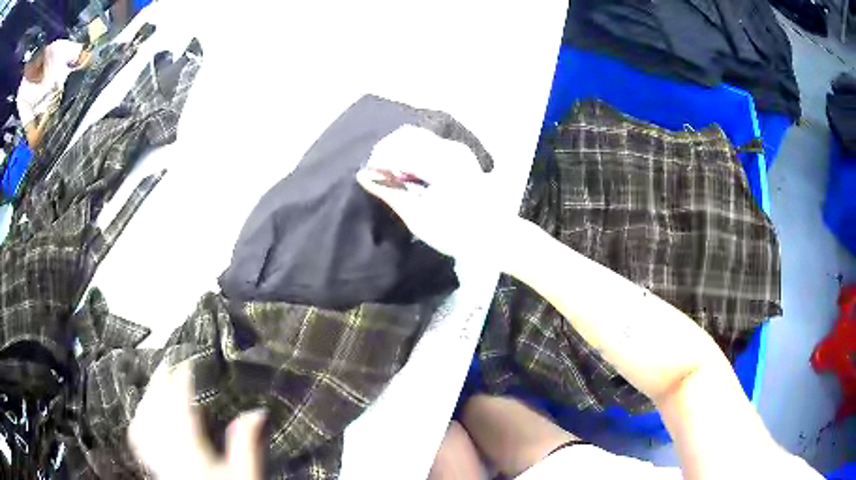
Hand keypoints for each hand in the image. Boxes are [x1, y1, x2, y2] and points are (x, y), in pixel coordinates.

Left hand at [128, 363, 265, 479]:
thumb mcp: (246, 475)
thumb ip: (249, 444)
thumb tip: (258, 411)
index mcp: (189, 446)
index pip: (179, 402)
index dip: (182, 377)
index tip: (189, 360)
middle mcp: (167, 447)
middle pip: (156, 404)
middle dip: (162, 379)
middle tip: (171, 362)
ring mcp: (156, 455)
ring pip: (144, 415)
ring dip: (149, 394)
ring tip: (158, 381)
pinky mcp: (153, 464)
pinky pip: (138, 434)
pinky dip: (140, 417)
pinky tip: (144, 414)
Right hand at [357, 126, 517, 265]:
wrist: (495, 238)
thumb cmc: (455, 230)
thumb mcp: (417, 215)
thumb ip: (389, 191)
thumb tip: (364, 175)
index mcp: (439, 160)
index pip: (398, 144)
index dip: (379, 158)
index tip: (368, 175)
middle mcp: (450, 148)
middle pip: (408, 136)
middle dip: (389, 153)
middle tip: (379, 176)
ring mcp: (458, 151)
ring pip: (419, 140)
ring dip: (402, 154)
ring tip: (392, 178)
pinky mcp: (462, 158)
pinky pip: (430, 147)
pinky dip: (415, 157)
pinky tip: (410, 176)